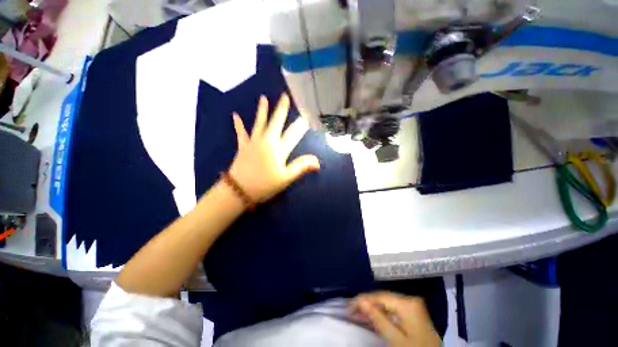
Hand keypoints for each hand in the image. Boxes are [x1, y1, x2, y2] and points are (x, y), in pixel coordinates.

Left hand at [228, 94, 319, 202]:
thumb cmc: (265, 185)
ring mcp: (253, 142)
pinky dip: (238, 124)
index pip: (293, 134)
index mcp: (278, 149)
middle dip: (281, 109)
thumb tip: (318, 161)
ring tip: (263, 98)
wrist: (239, 190)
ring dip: (262, 110)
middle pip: (276, 122)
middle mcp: (266, 141)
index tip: (306, 115)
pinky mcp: (243, 146)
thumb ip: (301, 167)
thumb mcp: (286, 178)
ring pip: (259, 122)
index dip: (301, 125)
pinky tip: (235, 115)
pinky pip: (241, 133)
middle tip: (285, 96)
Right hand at [350, 291, 439, 346]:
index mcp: (407, 303)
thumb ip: (377, 318)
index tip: (349, 305)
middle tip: (351, 310)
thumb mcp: (395, 338)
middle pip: (383, 299)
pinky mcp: (413, 313)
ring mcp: (413, 306)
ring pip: (387, 303)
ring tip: (358, 313)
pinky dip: (382, 313)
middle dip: (367, 304)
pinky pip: (393, 309)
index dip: (363, 300)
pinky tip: (372, 316)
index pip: (380, 297)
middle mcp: (410, 300)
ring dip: (373, 309)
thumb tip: (360, 302)